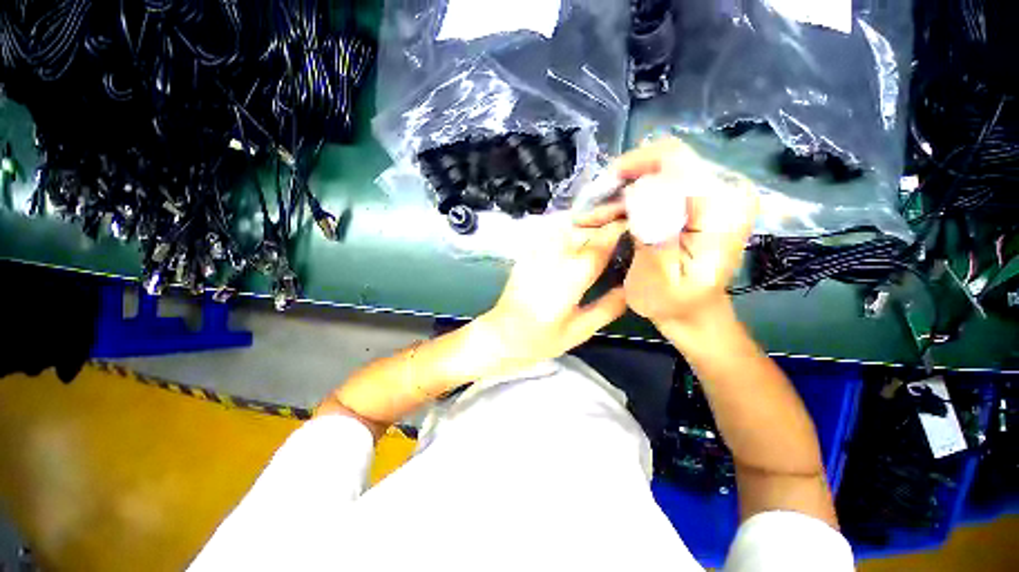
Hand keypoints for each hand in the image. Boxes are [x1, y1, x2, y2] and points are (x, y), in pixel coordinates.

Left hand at [477, 219, 627, 371]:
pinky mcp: (528, 251)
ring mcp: (537, 249)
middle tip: (627, 224)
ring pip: (570, 223)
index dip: (622, 229)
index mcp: (571, 274)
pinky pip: (554, 230)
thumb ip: (609, 307)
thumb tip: (632, 288)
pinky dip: (572, 227)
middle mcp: (554, 254)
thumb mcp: (581, 330)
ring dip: (590, 221)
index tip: (638, 225)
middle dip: (607, 221)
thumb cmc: (541, 338)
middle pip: (587, 226)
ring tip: (607, 227)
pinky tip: (581, 236)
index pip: (603, 240)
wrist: (502, 334)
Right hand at [576, 138, 757, 330]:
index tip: (599, 190)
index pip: (675, 160)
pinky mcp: (699, 198)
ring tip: (594, 216)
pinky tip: (609, 215)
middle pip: (663, 161)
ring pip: (657, 170)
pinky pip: (659, 182)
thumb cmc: (673, 302)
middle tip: (592, 209)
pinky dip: (631, 198)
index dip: (632, 167)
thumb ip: (653, 233)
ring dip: (621, 192)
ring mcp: (713, 191)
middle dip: (622, 182)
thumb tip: (639, 189)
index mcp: (722, 207)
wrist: (693, 311)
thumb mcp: (658, 278)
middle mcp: (724, 189)